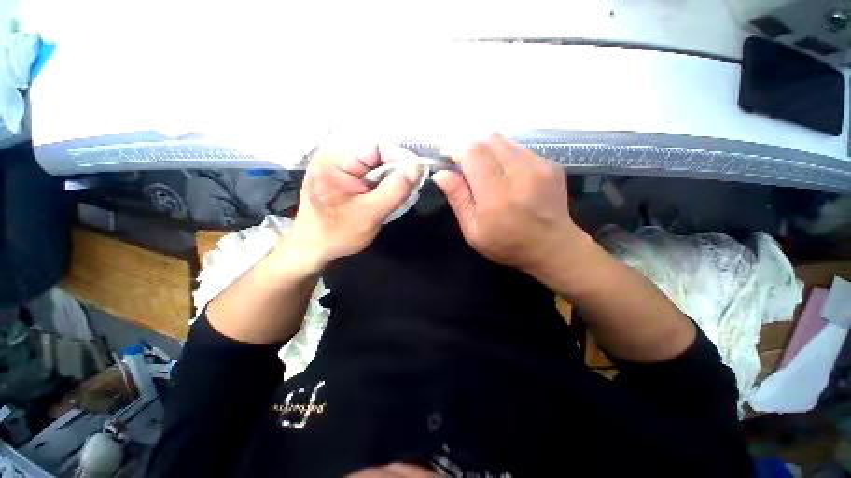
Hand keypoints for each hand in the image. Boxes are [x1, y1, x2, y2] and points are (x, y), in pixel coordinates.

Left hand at [286, 141, 422, 271]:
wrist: (313, 246)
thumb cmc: (338, 233)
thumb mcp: (371, 214)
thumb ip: (395, 190)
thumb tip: (418, 167)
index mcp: (335, 159)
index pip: (376, 145)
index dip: (400, 157)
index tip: (418, 175)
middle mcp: (333, 152)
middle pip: (375, 150)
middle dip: (396, 167)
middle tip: (410, 185)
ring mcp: (335, 160)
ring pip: (373, 158)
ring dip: (390, 173)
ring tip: (399, 189)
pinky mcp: (339, 170)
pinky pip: (367, 167)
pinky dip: (381, 177)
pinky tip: (385, 190)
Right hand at [432, 134, 583, 276]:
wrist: (552, 247)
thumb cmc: (506, 244)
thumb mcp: (473, 231)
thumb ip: (458, 199)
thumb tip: (441, 173)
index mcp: (497, 196)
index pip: (472, 154)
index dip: (456, 151)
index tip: (450, 160)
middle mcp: (521, 175)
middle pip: (488, 140)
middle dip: (472, 150)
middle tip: (468, 169)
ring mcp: (540, 166)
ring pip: (504, 141)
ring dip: (489, 152)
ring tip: (489, 174)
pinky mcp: (551, 164)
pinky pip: (519, 149)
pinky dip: (507, 157)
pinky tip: (509, 177)